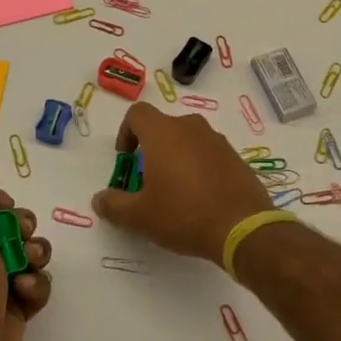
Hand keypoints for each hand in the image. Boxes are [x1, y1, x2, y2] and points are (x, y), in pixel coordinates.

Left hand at [0, 161, 51, 340]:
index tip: (5, 208)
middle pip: (8, 227)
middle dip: (22, 229)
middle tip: (21, 238)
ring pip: (27, 254)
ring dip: (35, 257)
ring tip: (29, 269)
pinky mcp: (13, 310)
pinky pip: (36, 285)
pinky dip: (36, 288)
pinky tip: (27, 296)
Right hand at [91, 104, 274, 266]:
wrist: (242, 227)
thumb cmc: (183, 215)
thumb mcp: (139, 216)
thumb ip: (114, 205)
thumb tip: (99, 199)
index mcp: (163, 133)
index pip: (137, 113)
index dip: (126, 132)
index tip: (126, 159)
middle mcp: (191, 128)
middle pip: (163, 126)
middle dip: (151, 148)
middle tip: (148, 179)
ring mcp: (217, 140)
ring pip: (188, 139)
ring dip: (176, 156)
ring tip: (174, 189)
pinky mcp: (235, 156)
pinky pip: (208, 152)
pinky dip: (199, 165)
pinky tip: (200, 196)